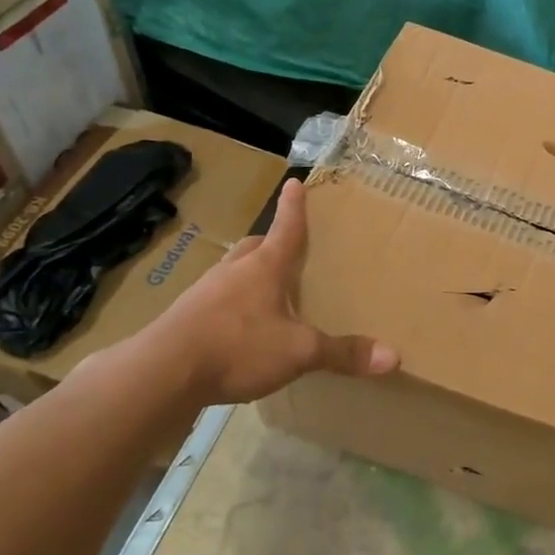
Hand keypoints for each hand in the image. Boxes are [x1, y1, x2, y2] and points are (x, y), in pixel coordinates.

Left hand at [134, 178, 397, 405]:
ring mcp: (204, 294)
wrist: (161, 373)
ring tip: (264, 289)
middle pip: (254, 247)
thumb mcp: (300, 352)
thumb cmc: (238, 347)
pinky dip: (230, 305)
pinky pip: (215, 302)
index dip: (294, 207)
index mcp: (264, 267)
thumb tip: (394, 357)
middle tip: (283, 245)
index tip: (294, 182)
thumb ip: (343, 353)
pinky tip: (237, 328)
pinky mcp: (184, 320)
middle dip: (270, 243)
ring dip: (247, 274)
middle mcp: (233, 272)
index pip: (286, 229)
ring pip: (232, 272)